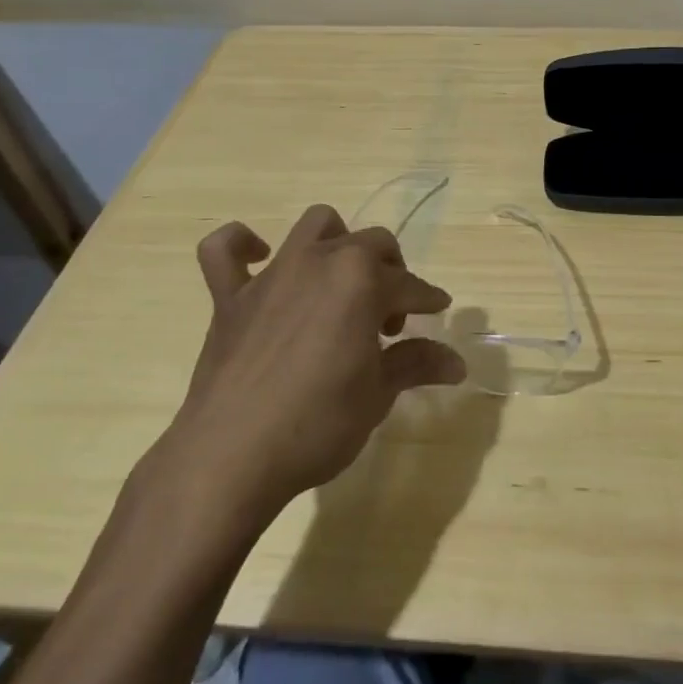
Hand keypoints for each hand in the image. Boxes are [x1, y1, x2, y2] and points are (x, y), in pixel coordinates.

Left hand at [161, 205, 464, 522]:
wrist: (232, 457)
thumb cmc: (318, 423)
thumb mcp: (378, 394)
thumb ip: (416, 364)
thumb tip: (457, 363)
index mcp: (362, 280)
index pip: (409, 284)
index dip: (428, 299)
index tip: (439, 311)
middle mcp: (320, 261)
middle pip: (371, 244)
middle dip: (390, 272)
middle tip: (389, 320)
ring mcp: (273, 275)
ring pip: (315, 226)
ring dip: (336, 242)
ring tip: (341, 281)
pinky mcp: (230, 297)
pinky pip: (224, 250)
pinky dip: (242, 244)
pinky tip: (259, 257)